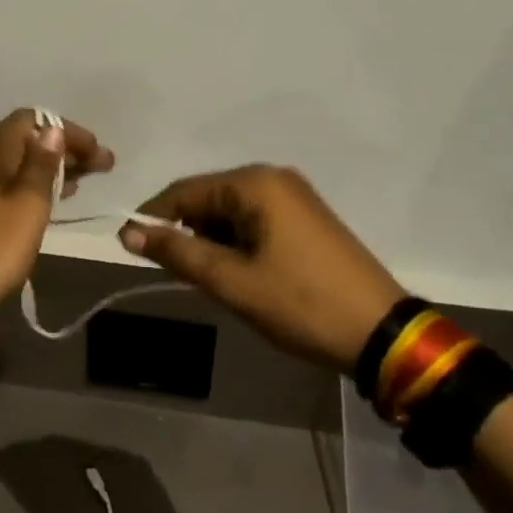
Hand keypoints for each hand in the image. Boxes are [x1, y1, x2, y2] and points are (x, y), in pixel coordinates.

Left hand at [0, 110, 113, 311]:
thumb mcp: (27, 205)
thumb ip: (41, 165)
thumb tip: (52, 130)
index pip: (29, 120)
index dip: (65, 130)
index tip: (96, 150)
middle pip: (23, 140)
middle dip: (63, 149)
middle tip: (101, 166)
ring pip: (16, 164)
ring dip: (50, 168)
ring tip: (84, 181)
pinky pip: (7, 184)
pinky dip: (33, 186)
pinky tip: (54, 199)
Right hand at [120, 166, 404, 371]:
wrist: (383, 334)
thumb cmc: (301, 304)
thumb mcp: (232, 282)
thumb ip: (178, 253)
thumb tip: (128, 233)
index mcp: (255, 183)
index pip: (184, 191)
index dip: (152, 218)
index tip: (130, 247)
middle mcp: (274, 178)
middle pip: (208, 198)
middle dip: (186, 233)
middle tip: (177, 274)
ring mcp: (295, 196)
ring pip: (230, 211)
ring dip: (212, 241)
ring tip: (211, 280)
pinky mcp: (307, 217)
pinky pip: (255, 220)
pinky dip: (237, 242)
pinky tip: (239, 272)